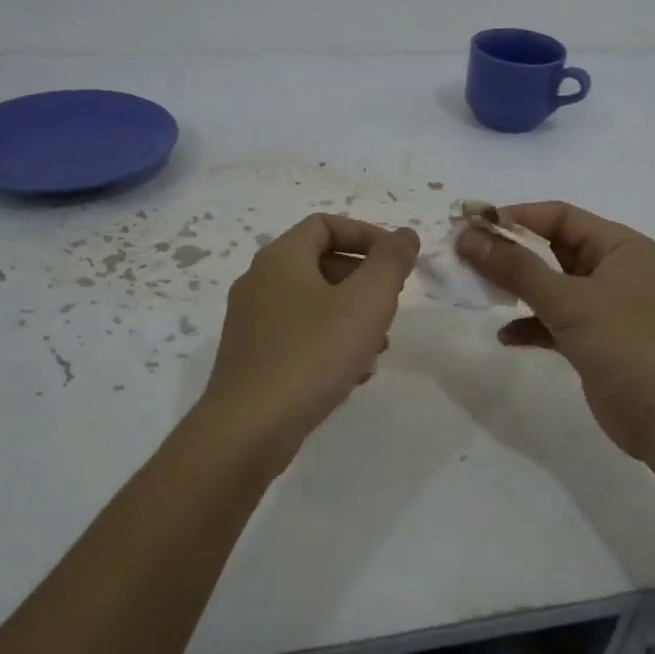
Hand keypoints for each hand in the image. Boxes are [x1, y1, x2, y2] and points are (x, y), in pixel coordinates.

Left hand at [203, 214, 419, 456]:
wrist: (250, 428)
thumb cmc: (313, 355)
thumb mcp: (367, 302)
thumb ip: (391, 262)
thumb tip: (405, 234)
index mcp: (281, 258)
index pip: (325, 225)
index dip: (367, 235)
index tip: (397, 261)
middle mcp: (260, 283)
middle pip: (321, 264)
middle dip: (364, 282)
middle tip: (391, 307)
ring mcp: (252, 323)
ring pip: (314, 305)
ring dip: (351, 318)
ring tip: (378, 348)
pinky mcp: (253, 358)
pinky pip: (300, 337)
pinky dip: (330, 344)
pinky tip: (352, 375)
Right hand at [456, 202, 654, 458]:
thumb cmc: (627, 343)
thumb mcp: (569, 300)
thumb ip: (516, 269)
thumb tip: (468, 236)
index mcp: (619, 247)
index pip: (560, 217)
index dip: (515, 218)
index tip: (469, 226)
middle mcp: (614, 271)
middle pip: (553, 250)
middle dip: (510, 253)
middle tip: (463, 258)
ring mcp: (605, 309)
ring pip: (551, 288)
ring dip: (516, 289)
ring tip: (475, 292)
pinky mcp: (595, 344)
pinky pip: (555, 323)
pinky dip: (531, 326)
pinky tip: (505, 336)